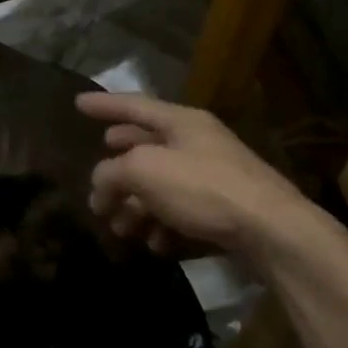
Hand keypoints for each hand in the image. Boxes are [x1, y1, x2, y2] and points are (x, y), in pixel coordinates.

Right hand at [76, 92, 320, 257]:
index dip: (103, 105)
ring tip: (120, 227)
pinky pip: (180, 212)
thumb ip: (111, 172)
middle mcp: (197, 143)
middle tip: (97, 182)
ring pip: (159, 187)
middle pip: (145, 149)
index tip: (77, 103)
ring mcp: (212, 177)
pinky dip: (162, 225)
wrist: (270, 230)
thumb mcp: (144, 171)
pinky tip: (154, 243)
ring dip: (135, 206)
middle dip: (117, 168)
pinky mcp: (222, 210)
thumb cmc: (203, 187)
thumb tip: (101, 187)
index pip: (133, 105)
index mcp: (181, 122)